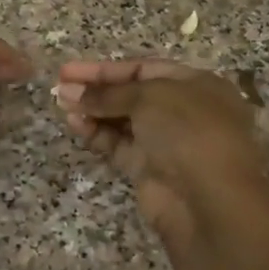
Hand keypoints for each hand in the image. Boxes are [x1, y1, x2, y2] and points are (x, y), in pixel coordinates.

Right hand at [54, 58, 268, 251]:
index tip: (69, 70)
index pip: (144, 69)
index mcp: (196, 85)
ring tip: (61, 104)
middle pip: (132, 95)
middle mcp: (183, 111)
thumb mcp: (149, 97)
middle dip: (96, 90)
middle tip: (59, 87)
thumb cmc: (188, 131)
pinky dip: (97, 134)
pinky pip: (118, 145)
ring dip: (93, 111)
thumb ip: (109, 93)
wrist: (208, 200)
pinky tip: (75, 124)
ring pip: (123, 121)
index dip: (106, 69)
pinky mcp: (149, 170)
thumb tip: (70, 91)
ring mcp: (166, 143)